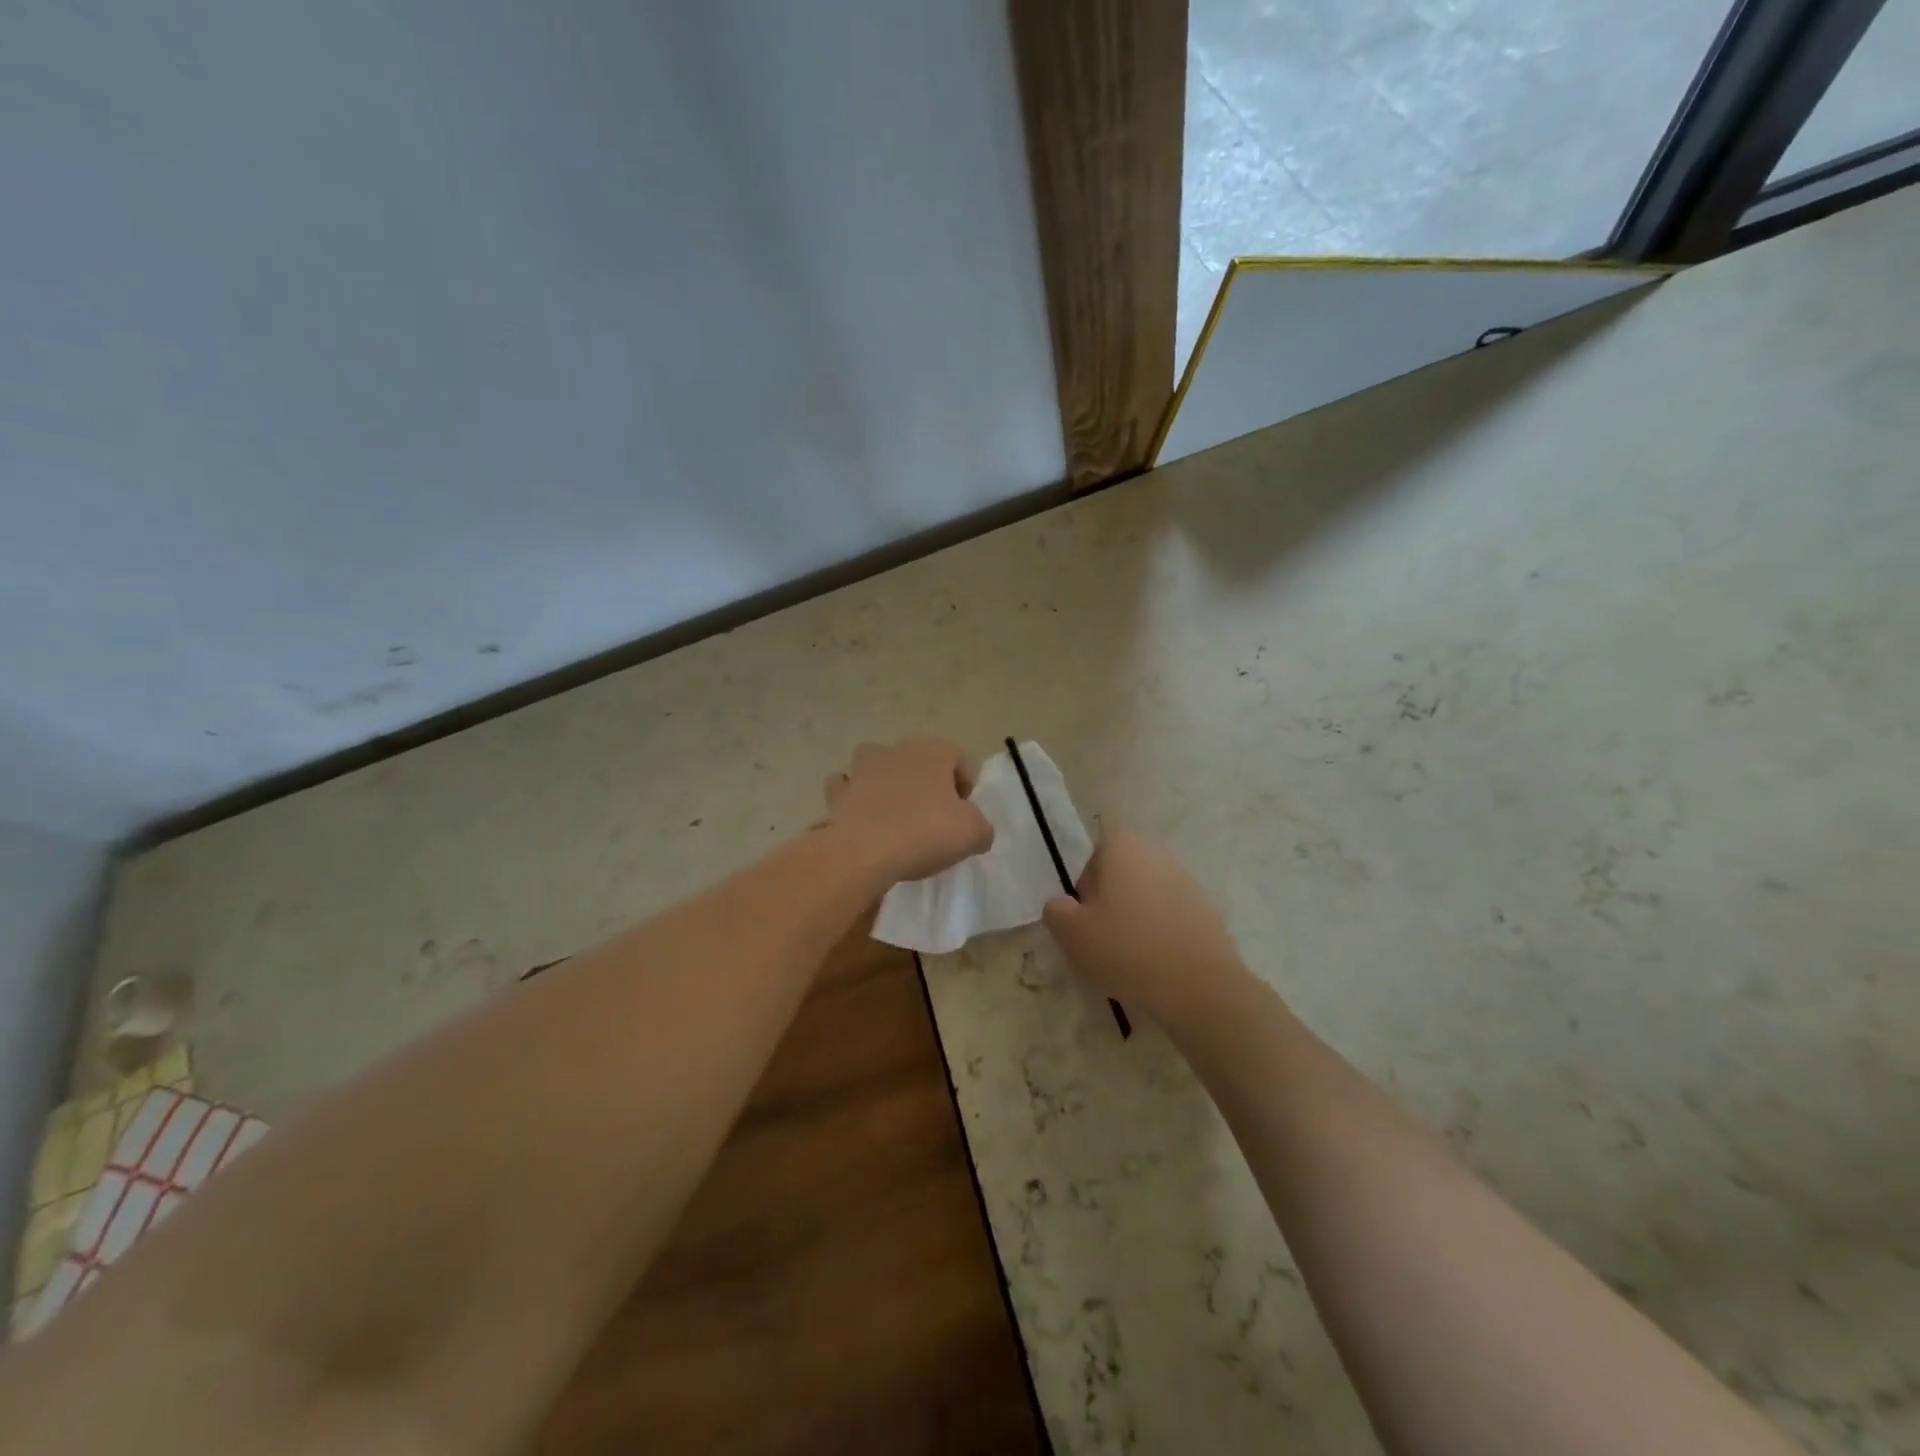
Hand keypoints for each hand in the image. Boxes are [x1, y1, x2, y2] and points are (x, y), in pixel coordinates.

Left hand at [823, 739, 993, 883]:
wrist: (863, 851)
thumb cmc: (925, 832)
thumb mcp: (973, 833)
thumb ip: (982, 827)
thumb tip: (977, 832)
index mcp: (934, 751)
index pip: (958, 759)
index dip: (965, 787)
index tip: (964, 816)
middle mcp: (897, 750)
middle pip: (919, 762)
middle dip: (927, 784)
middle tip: (933, 819)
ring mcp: (862, 768)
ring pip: (879, 768)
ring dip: (887, 786)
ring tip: (895, 819)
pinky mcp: (837, 793)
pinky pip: (847, 790)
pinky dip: (854, 800)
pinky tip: (862, 821)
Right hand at [1042, 829, 1251, 1026]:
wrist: (1197, 985)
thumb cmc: (1125, 948)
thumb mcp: (1070, 932)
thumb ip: (1055, 910)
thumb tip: (1063, 905)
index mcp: (1123, 847)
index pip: (1095, 853)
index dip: (1086, 883)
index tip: (1085, 914)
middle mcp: (1157, 853)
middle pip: (1122, 871)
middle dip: (1110, 899)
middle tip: (1102, 936)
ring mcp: (1187, 880)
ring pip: (1147, 894)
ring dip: (1136, 917)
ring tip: (1130, 955)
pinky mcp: (1207, 909)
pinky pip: (1171, 915)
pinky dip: (1161, 932)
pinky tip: (1157, 963)